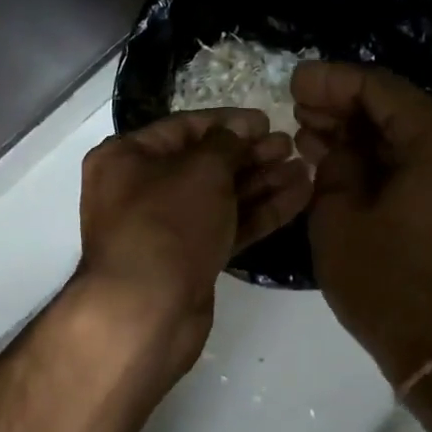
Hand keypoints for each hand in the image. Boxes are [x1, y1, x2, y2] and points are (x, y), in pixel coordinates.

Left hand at [76, 108, 312, 379]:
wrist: (148, 310)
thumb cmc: (167, 224)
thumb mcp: (200, 171)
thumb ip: (226, 144)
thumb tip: (240, 131)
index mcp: (126, 158)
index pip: (184, 128)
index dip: (228, 123)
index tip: (266, 121)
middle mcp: (142, 189)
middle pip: (205, 164)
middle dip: (250, 155)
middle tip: (290, 146)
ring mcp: (167, 228)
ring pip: (220, 197)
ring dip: (262, 183)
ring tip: (304, 169)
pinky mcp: (190, 259)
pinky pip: (227, 226)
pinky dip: (260, 213)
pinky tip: (299, 197)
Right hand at [293, 62, 431, 385]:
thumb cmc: (387, 284)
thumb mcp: (339, 217)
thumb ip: (335, 161)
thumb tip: (337, 140)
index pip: (379, 89)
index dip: (330, 81)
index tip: (293, 80)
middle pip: (397, 109)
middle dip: (343, 107)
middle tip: (296, 106)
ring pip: (406, 137)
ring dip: (360, 134)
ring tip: (309, 132)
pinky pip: (420, 163)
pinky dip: (382, 160)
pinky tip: (340, 160)